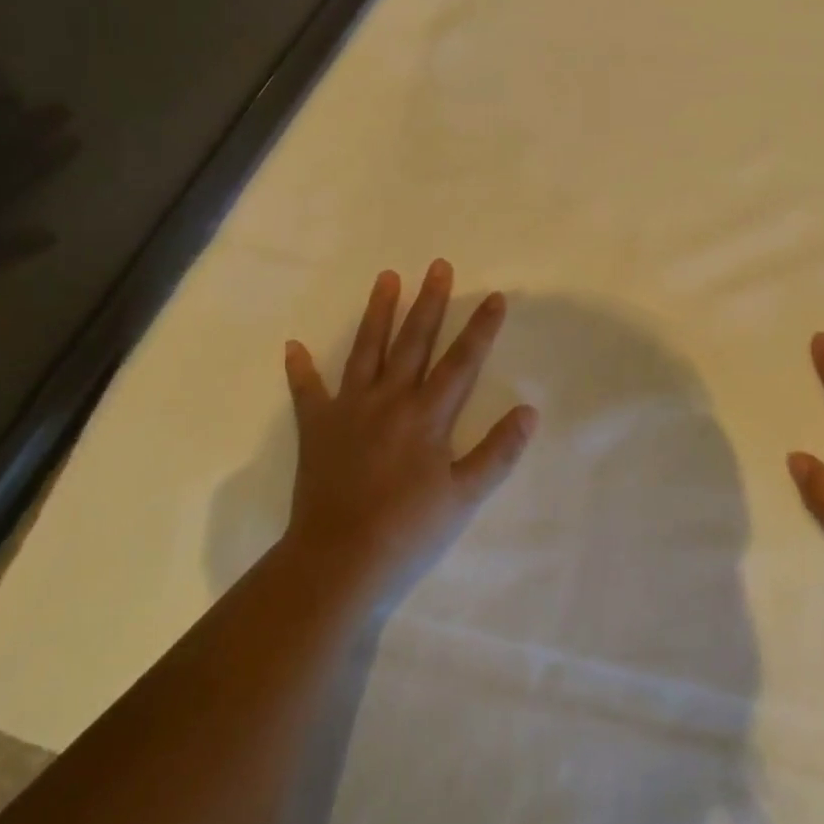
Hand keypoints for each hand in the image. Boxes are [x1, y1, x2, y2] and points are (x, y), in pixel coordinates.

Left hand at [281, 261, 537, 593]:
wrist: (339, 558)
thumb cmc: (409, 528)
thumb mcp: (465, 496)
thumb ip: (498, 452)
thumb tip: (529, 411)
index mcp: (427, 415)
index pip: (462, 362)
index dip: (480, 328)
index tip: (495, 296)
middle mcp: (389, 399)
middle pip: (414, 341)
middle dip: (430, 302)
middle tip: (438, 265)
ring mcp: (349, 409)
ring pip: (366, 350)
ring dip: (377, 313)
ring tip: (386, 278)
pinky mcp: (317, 427)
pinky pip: (307, 391)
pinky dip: (300, 369)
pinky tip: (293, 346)